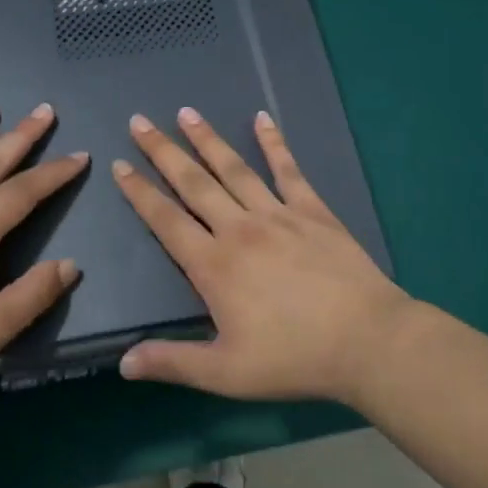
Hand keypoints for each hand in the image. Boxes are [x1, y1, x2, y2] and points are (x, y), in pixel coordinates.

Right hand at [112, 108, 411, 404]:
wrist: (366, 340)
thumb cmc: (294, 359)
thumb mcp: (226, 374)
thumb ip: (173, 363)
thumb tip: (123, 362)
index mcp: (214, 266)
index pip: (166, 221)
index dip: (140, 192)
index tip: (120, 165)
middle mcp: (239, 229)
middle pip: (193, 183)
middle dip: (163, 151)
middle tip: (140, 121)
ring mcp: (277, 214)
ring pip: (234, 169)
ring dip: (207, 139)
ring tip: (186, 113)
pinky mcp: (312, 210)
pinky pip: (288, 169)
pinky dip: (273, 142)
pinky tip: (262, 118)